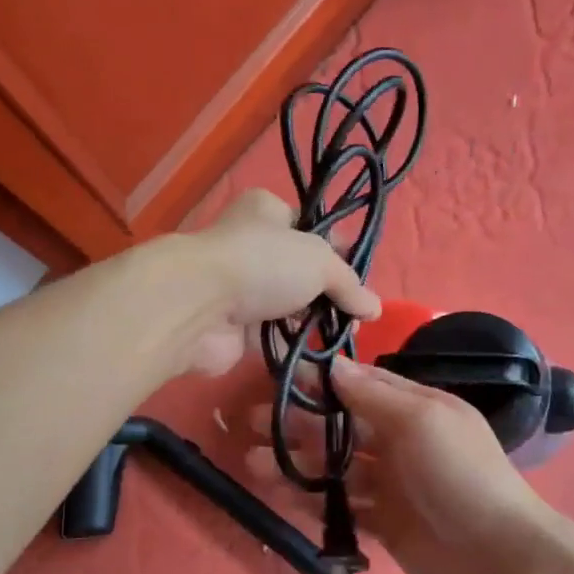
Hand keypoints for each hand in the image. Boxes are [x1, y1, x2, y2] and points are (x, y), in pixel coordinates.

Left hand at [169, 189, 380, 376]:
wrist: (199, 306)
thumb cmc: (262, 263)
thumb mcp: (320, 262)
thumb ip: (349, 284)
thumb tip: (374, 309)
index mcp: (267, 212)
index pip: (310, 226)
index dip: (338, 249)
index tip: (361, 275)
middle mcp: (251, 246)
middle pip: (300, 271)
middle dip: (328, 294)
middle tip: (356, 316)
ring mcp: (241, 289)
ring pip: (287, 307)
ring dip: (313, 324)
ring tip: (344, 339)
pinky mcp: (234, 328)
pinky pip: (274, 339)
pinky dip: (295, 350)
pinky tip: (322, 361)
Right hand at [255, 356, 566, 573]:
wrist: (501, 560)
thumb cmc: (461, 477)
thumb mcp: (422, 421)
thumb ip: (374, 396)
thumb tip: (333, 367)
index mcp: (416, 409)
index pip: (361, 385)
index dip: (321, 382)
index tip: (278, 378)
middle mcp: (402, 442)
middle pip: (342, 426)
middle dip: (299, 423)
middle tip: (253, 423)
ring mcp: (393, 486)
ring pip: (336, 468)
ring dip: (297, 463)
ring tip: (253, 463)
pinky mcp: (386, 525)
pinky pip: (342, 506)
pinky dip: (313, 501)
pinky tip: (281, 496)